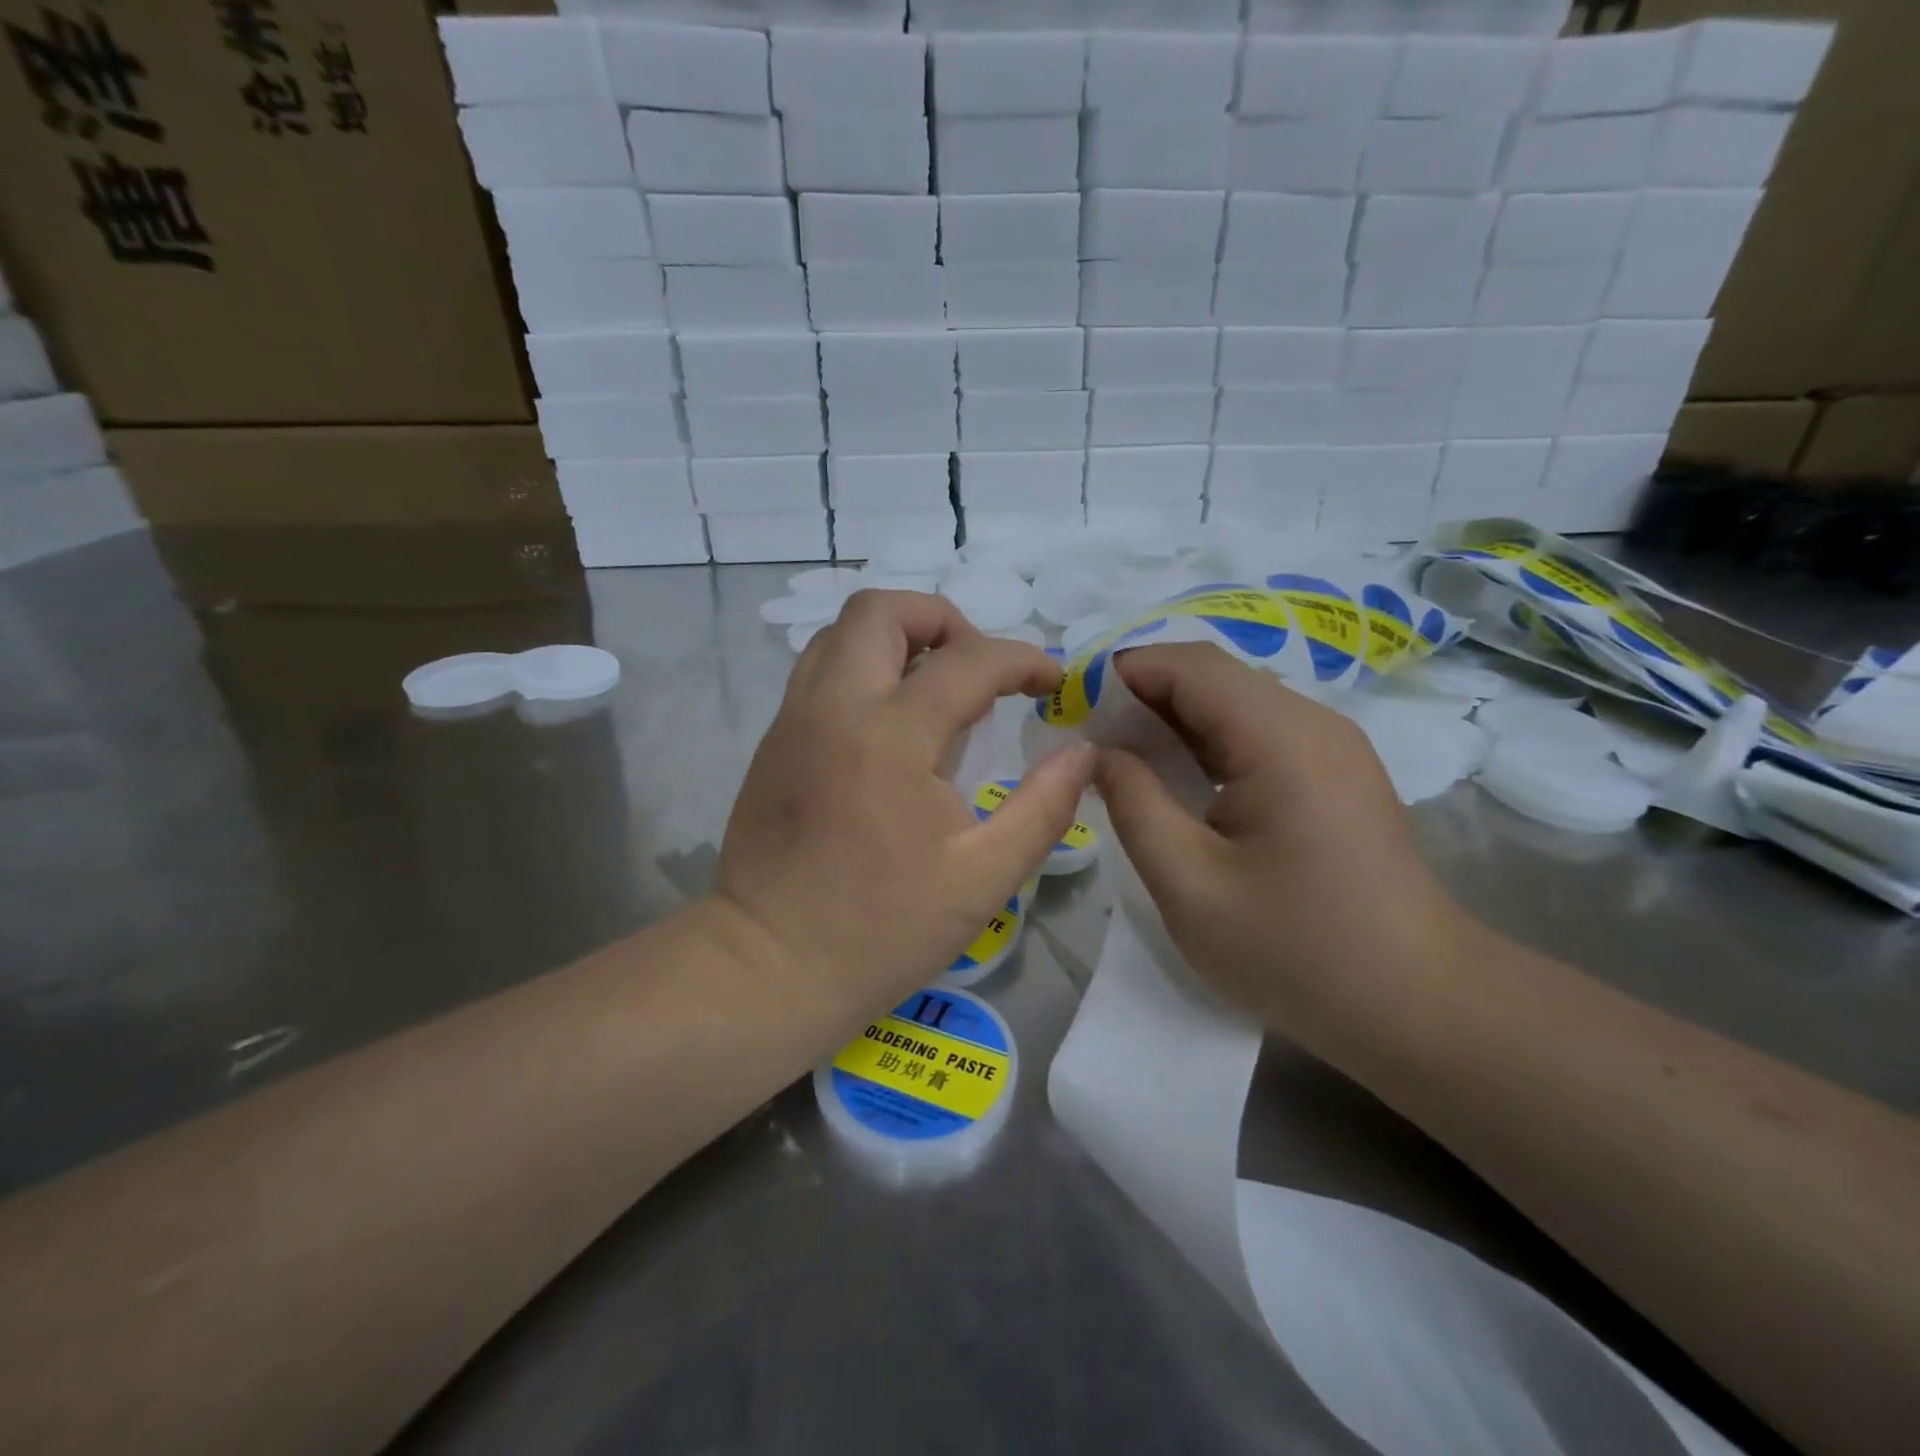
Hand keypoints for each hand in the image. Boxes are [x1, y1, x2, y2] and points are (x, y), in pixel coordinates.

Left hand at [715, 590, 1095, 1013]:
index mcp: (890, 736)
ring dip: (896, 639)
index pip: (969, 661)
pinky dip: (863, 668)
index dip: (1023, 659)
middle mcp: (833, 707)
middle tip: (977, 670)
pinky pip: (819, 670)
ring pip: (840, 633)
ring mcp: (793, 720)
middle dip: (943, 620)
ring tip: (935, 687)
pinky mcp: (774, 742)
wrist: (767, 968)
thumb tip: (1081, 752)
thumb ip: (1044, 807)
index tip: (1051, 683)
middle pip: (881, 610)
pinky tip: (891, 723)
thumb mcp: (983, 878)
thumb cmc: (880, 930)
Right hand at [1093, 643, 1468, 1048]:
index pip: (1189, 666)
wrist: (1416, 1006)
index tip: (1070, 707)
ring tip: (1122, 761)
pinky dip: (1206, 744)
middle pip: (1213, 677)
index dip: (1122, 673)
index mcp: (1280, 737)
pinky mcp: (1335, 774)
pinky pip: (1257, 734)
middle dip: (1142, 696)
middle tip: (1088, 740)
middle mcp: (1313, 722)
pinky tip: (1178, 782)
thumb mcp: (1188, 882)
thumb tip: (1097, 750)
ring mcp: (1331, 747)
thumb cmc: (1295, 950)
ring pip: (1234, 704)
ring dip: (1173, 720)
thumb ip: (1133, 802)